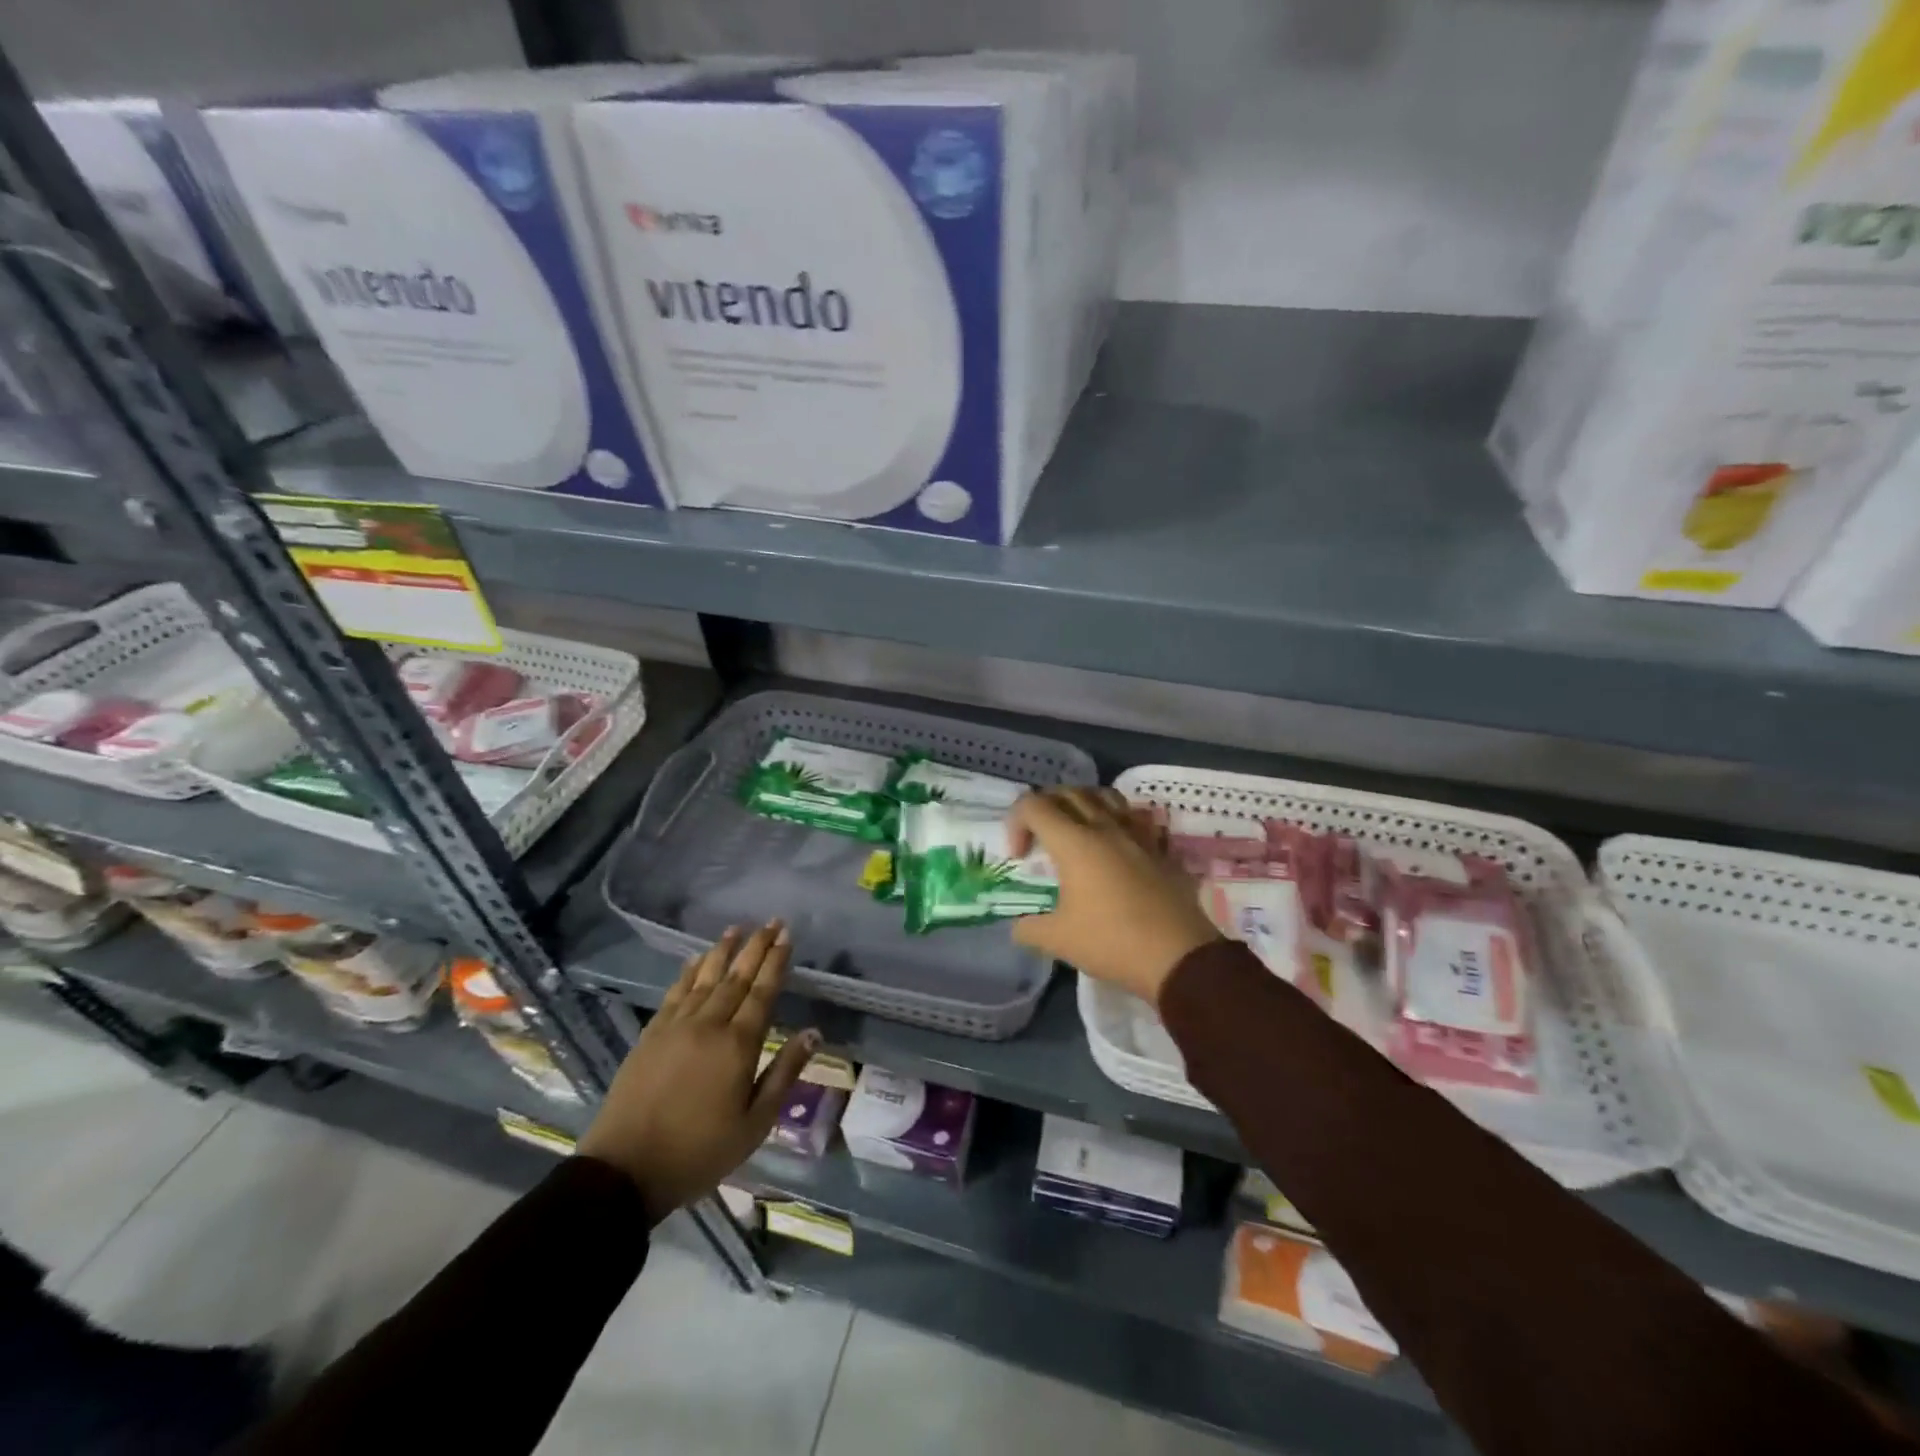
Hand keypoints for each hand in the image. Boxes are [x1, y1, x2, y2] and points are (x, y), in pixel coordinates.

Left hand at [578, 922, 817, 1224]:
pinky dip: (688, 973)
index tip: (787, 936)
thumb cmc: (700, 1152)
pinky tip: (696, 960)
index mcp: (738, 1045)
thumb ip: (784, 1073)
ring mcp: (675, 1026)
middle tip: (771, 922)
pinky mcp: (650, 1035)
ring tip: (736, 929)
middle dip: (756, 947)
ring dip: (722, 951)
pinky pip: (674, 993)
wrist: (625, 1170)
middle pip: (736, 977)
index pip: (762, 992)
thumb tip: (813, 1033)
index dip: (776, 962)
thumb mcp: (755, 1123)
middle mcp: (708, 1025)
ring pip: (705, 978)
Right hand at [1008, 788, 1220, 1004]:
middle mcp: (1105, 828)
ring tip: (1077, 831)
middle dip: (1045, 807)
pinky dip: (1119, 822)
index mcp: (1074, 843)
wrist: (1179, 958)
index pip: (1034, 805)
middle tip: (1039, 837)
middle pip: (1068, 792)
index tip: (1019, 857)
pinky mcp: (1161, 850)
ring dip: (1083, 804)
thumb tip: (1019, 926)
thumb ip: (1029, 928)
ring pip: (1106, 796)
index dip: (1016, 823)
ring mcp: (1138, 835)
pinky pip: (1137, 819)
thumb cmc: (1112, 943)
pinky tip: (1117, 846)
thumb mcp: (1058, 940)